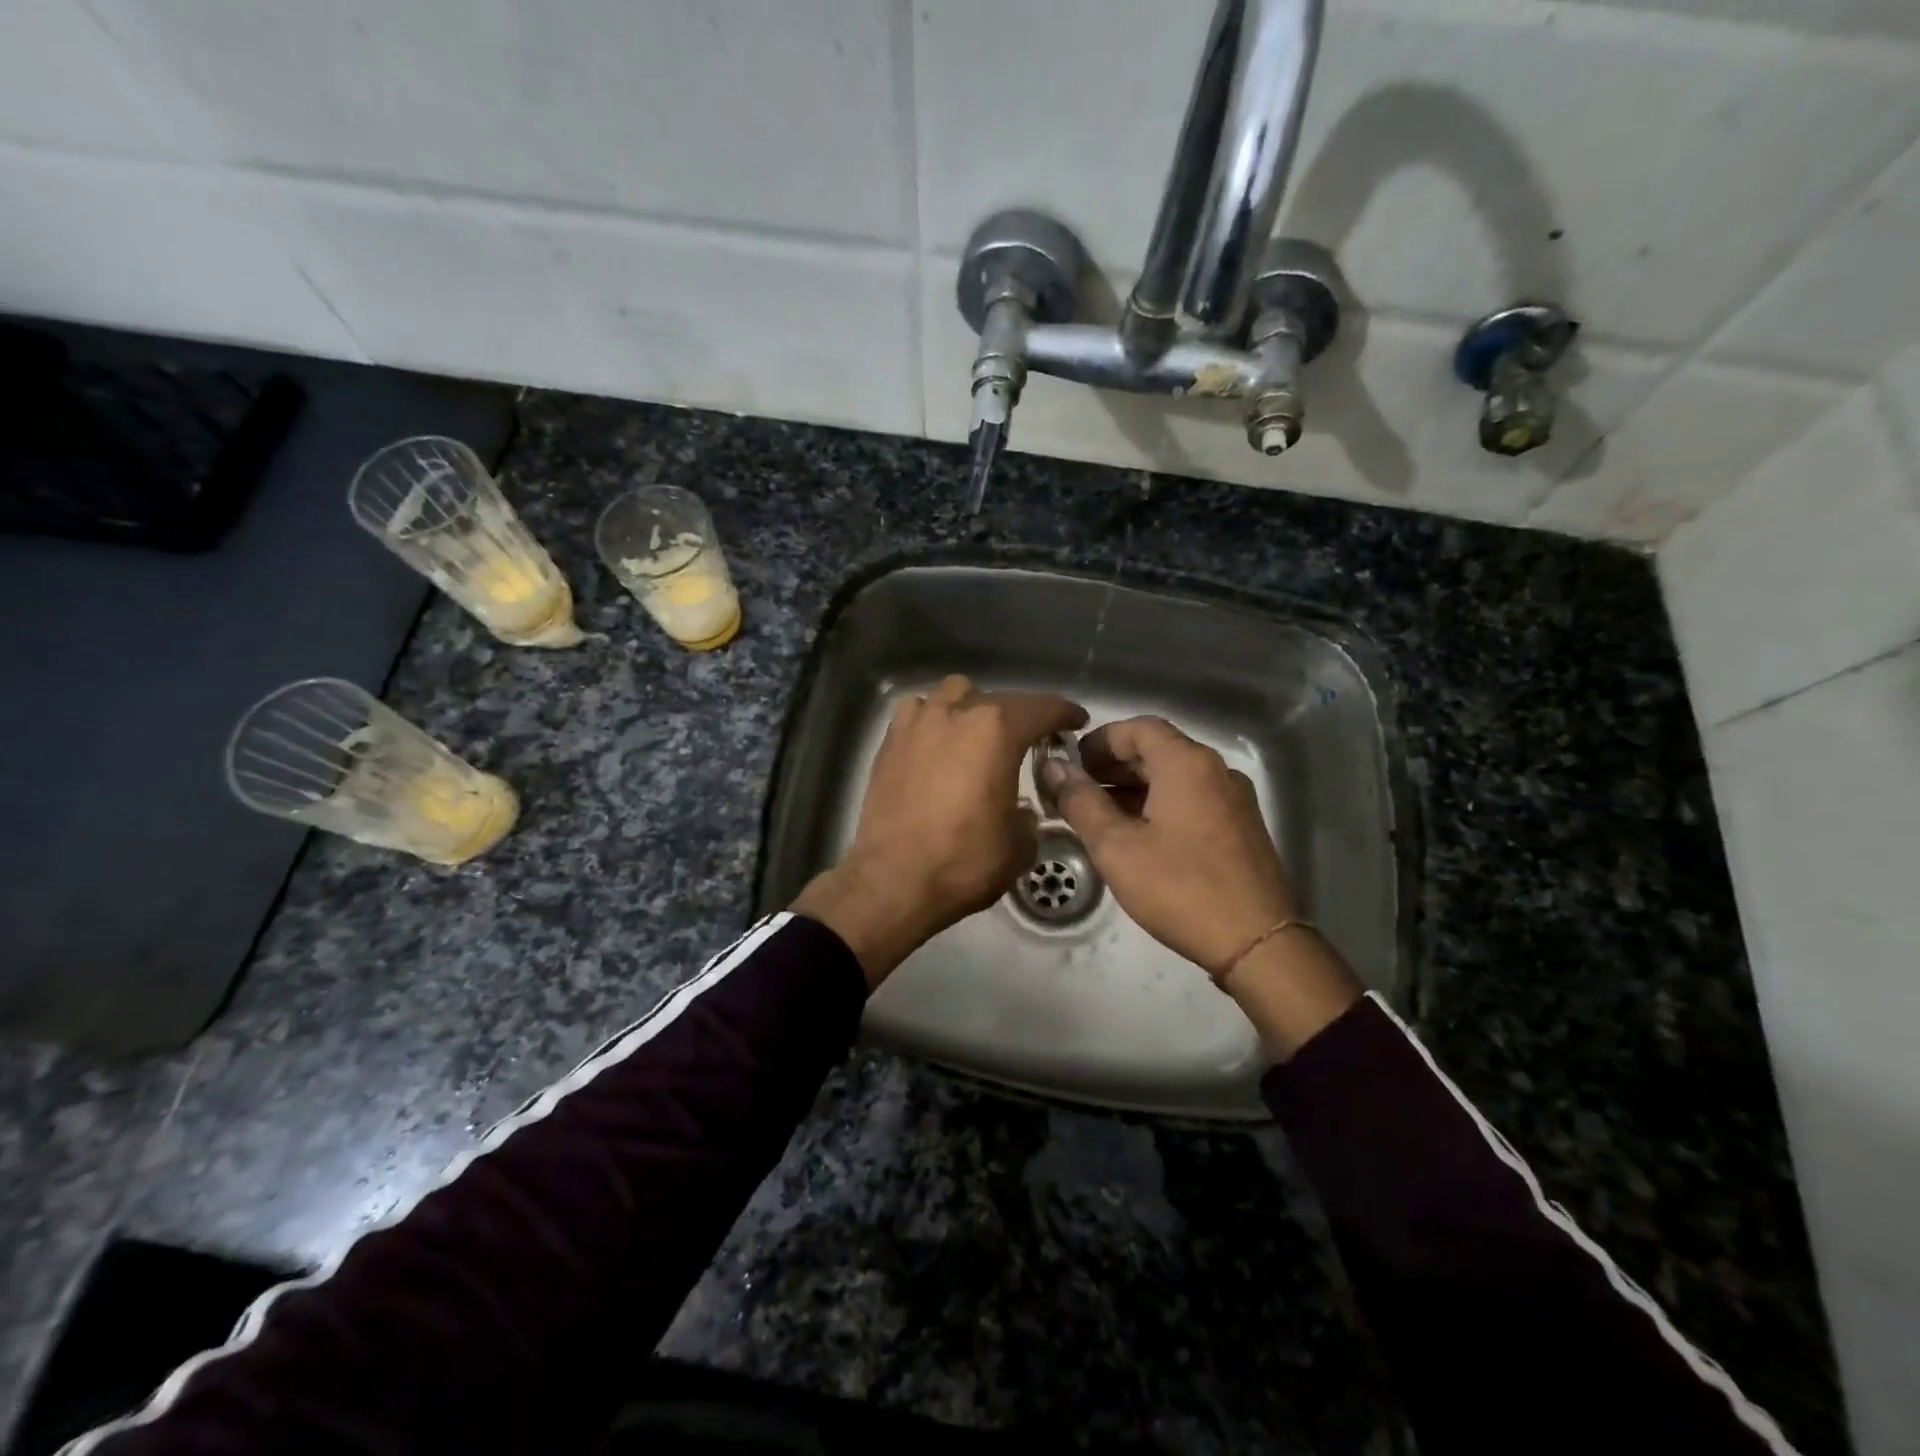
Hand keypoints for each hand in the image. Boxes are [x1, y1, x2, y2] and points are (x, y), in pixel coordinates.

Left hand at [792, 675, 1085, 986]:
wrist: (893, 881)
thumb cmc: (964, 861)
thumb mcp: (1019, 844)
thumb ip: (1028, 813)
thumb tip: (1019, 808)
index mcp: (997, 731)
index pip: (1042, 708)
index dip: (1064, 713)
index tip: (1075, 721)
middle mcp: (957, 713)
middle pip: (999, 698)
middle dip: (1021, 716)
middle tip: (1030, 739)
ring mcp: (918, 723)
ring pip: (954, 693)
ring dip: (973, 707)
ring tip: (978, 734)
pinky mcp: (890, 741)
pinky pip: (918, 711)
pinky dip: (933, 719)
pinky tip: (937, 742)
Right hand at [1042, 716, 1360, 1055]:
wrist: (1256, 943)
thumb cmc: (1179, 888)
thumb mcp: (1116, 847)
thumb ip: (1081, 802)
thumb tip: (1054, 768)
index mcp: (1187, 764)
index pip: (1138, 728)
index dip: (1099, 740)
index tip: (1070, 762)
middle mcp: (1215, 770)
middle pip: (1157, 749)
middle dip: (1112, 765)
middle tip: (1076, 790)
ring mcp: (1233, 799)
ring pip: (1174, 776)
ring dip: (1133, 786)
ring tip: (1097, 814)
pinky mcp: (1241, 826)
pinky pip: (1192, 799)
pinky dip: (1159, 803)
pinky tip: (1135, 834)